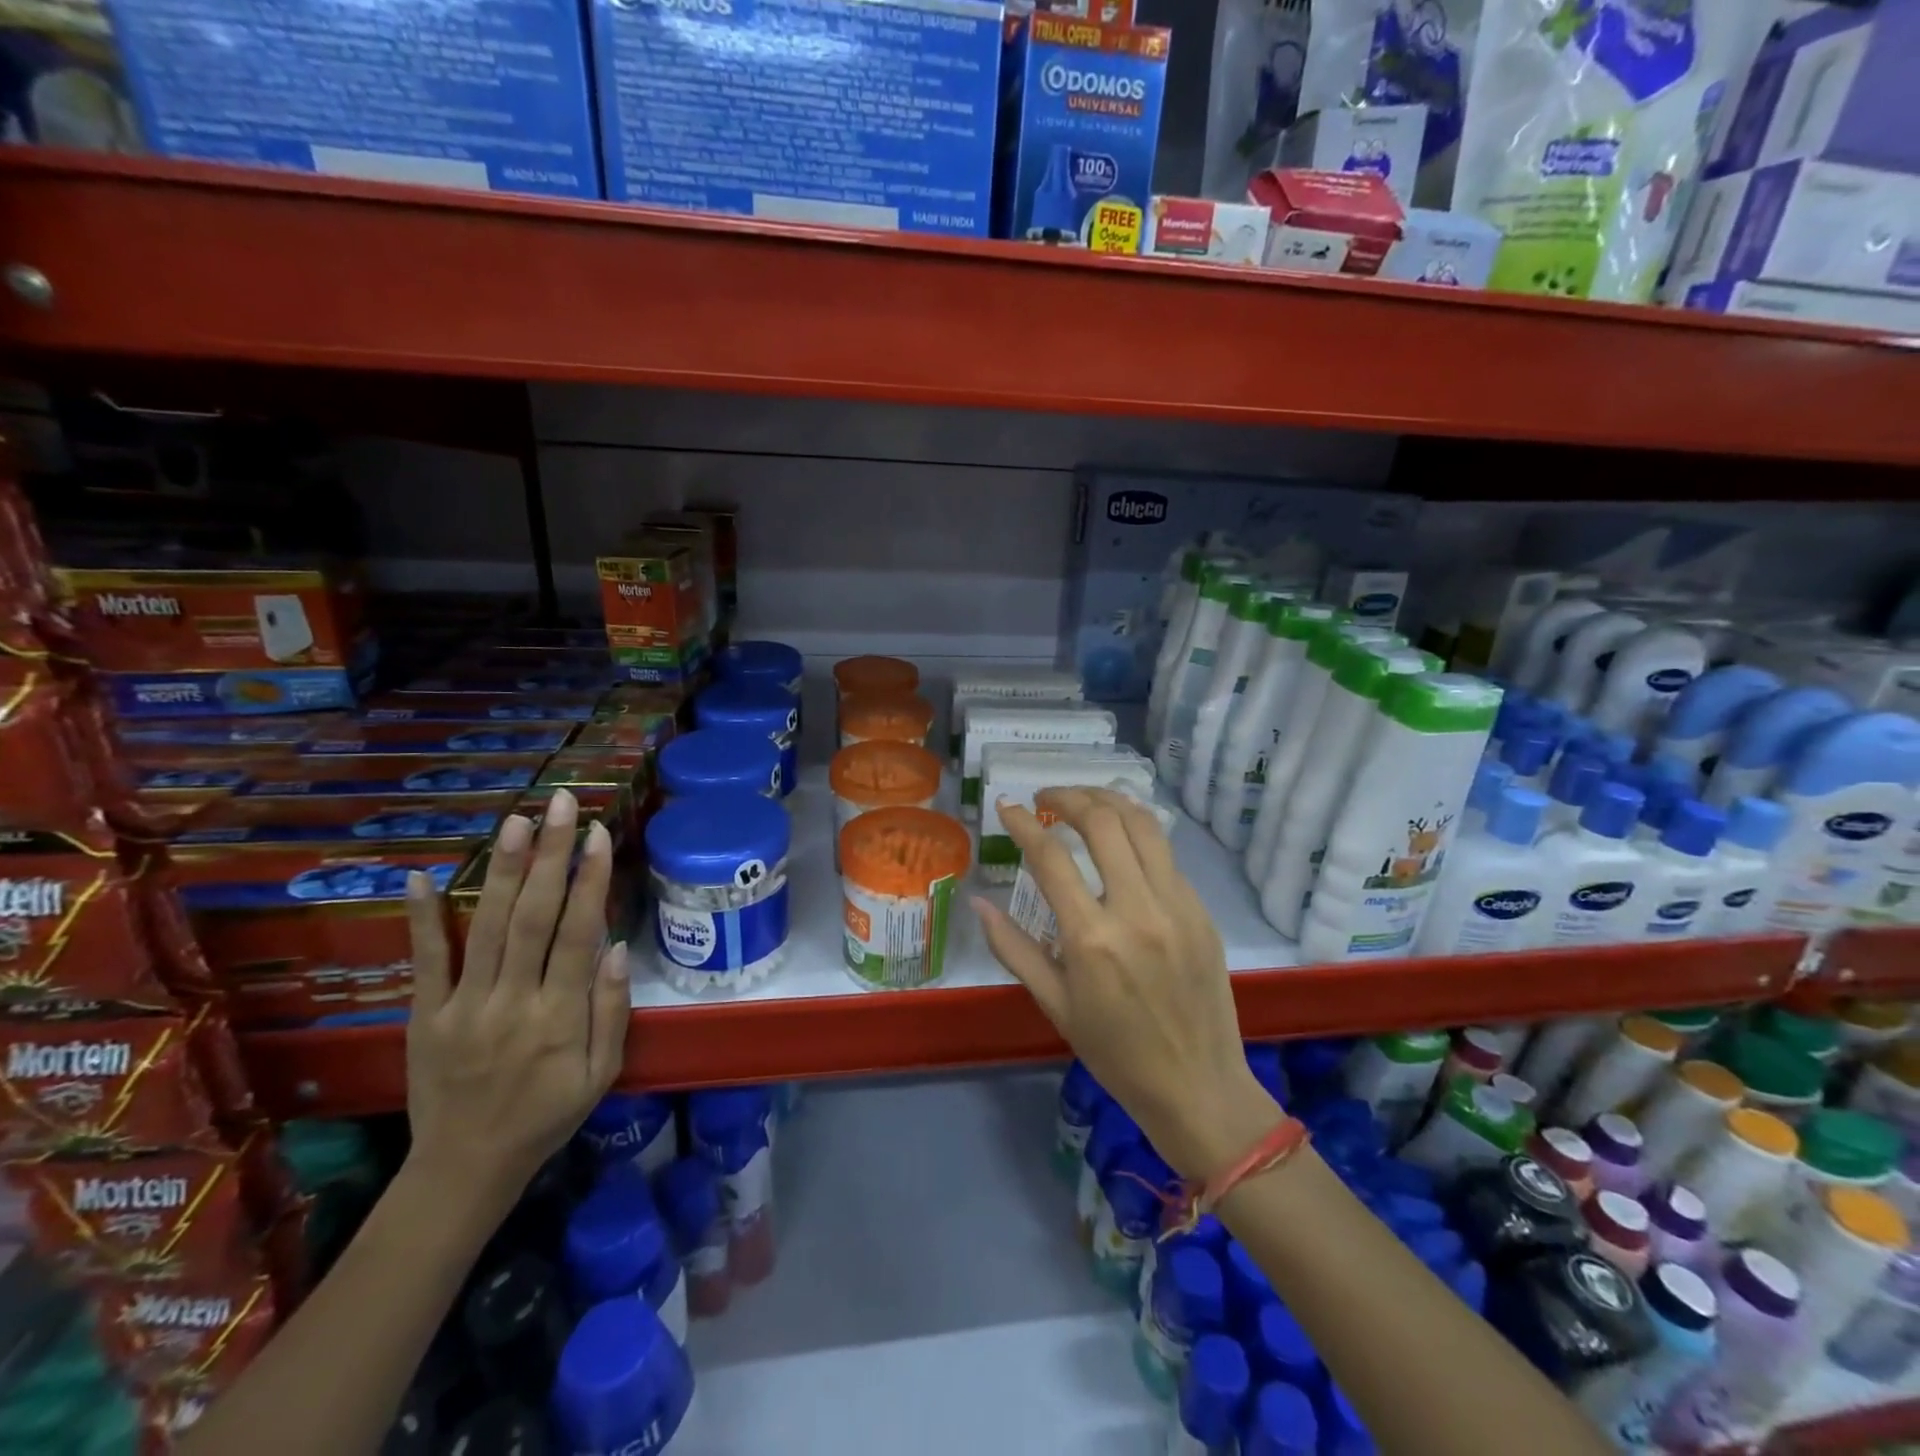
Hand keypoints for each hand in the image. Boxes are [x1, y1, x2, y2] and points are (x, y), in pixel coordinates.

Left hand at [403, 788, 630, 1212]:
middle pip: (533, 916)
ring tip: (517, 821)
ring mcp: (463, 1006)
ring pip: (488, 926)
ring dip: (504, 870)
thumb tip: (613, 948)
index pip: (577, 933)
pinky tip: (423, 876)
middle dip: (551, 855)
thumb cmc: (547, 1116)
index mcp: (559, 1017)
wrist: (465, 1168)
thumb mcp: (601, 1074)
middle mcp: (511, 1001)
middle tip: (562, 804)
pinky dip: (423, 918)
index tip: (599, 834)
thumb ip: (611, 1011)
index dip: (589, 880)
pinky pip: (425, 961)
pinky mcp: (425, 1014)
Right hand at [973, 786, 1280, 1180]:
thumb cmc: (1115, 1053)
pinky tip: (1121, 838)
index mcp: (1091, 938)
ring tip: (1084, 800)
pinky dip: (1138, 832)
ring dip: (1109, 800)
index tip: (1007, 806)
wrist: (1198, 1086)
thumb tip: (978, 902)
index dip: (1024, 823)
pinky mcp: (1201, 910)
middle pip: (1103, 821)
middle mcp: (1136, 909)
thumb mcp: (1054, 1004)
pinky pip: (1166, 853)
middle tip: (1047, 797)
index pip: (1051, 857)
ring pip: (1143, 823)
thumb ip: (1012, 948)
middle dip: (1069, 795)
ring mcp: (1176, 905)